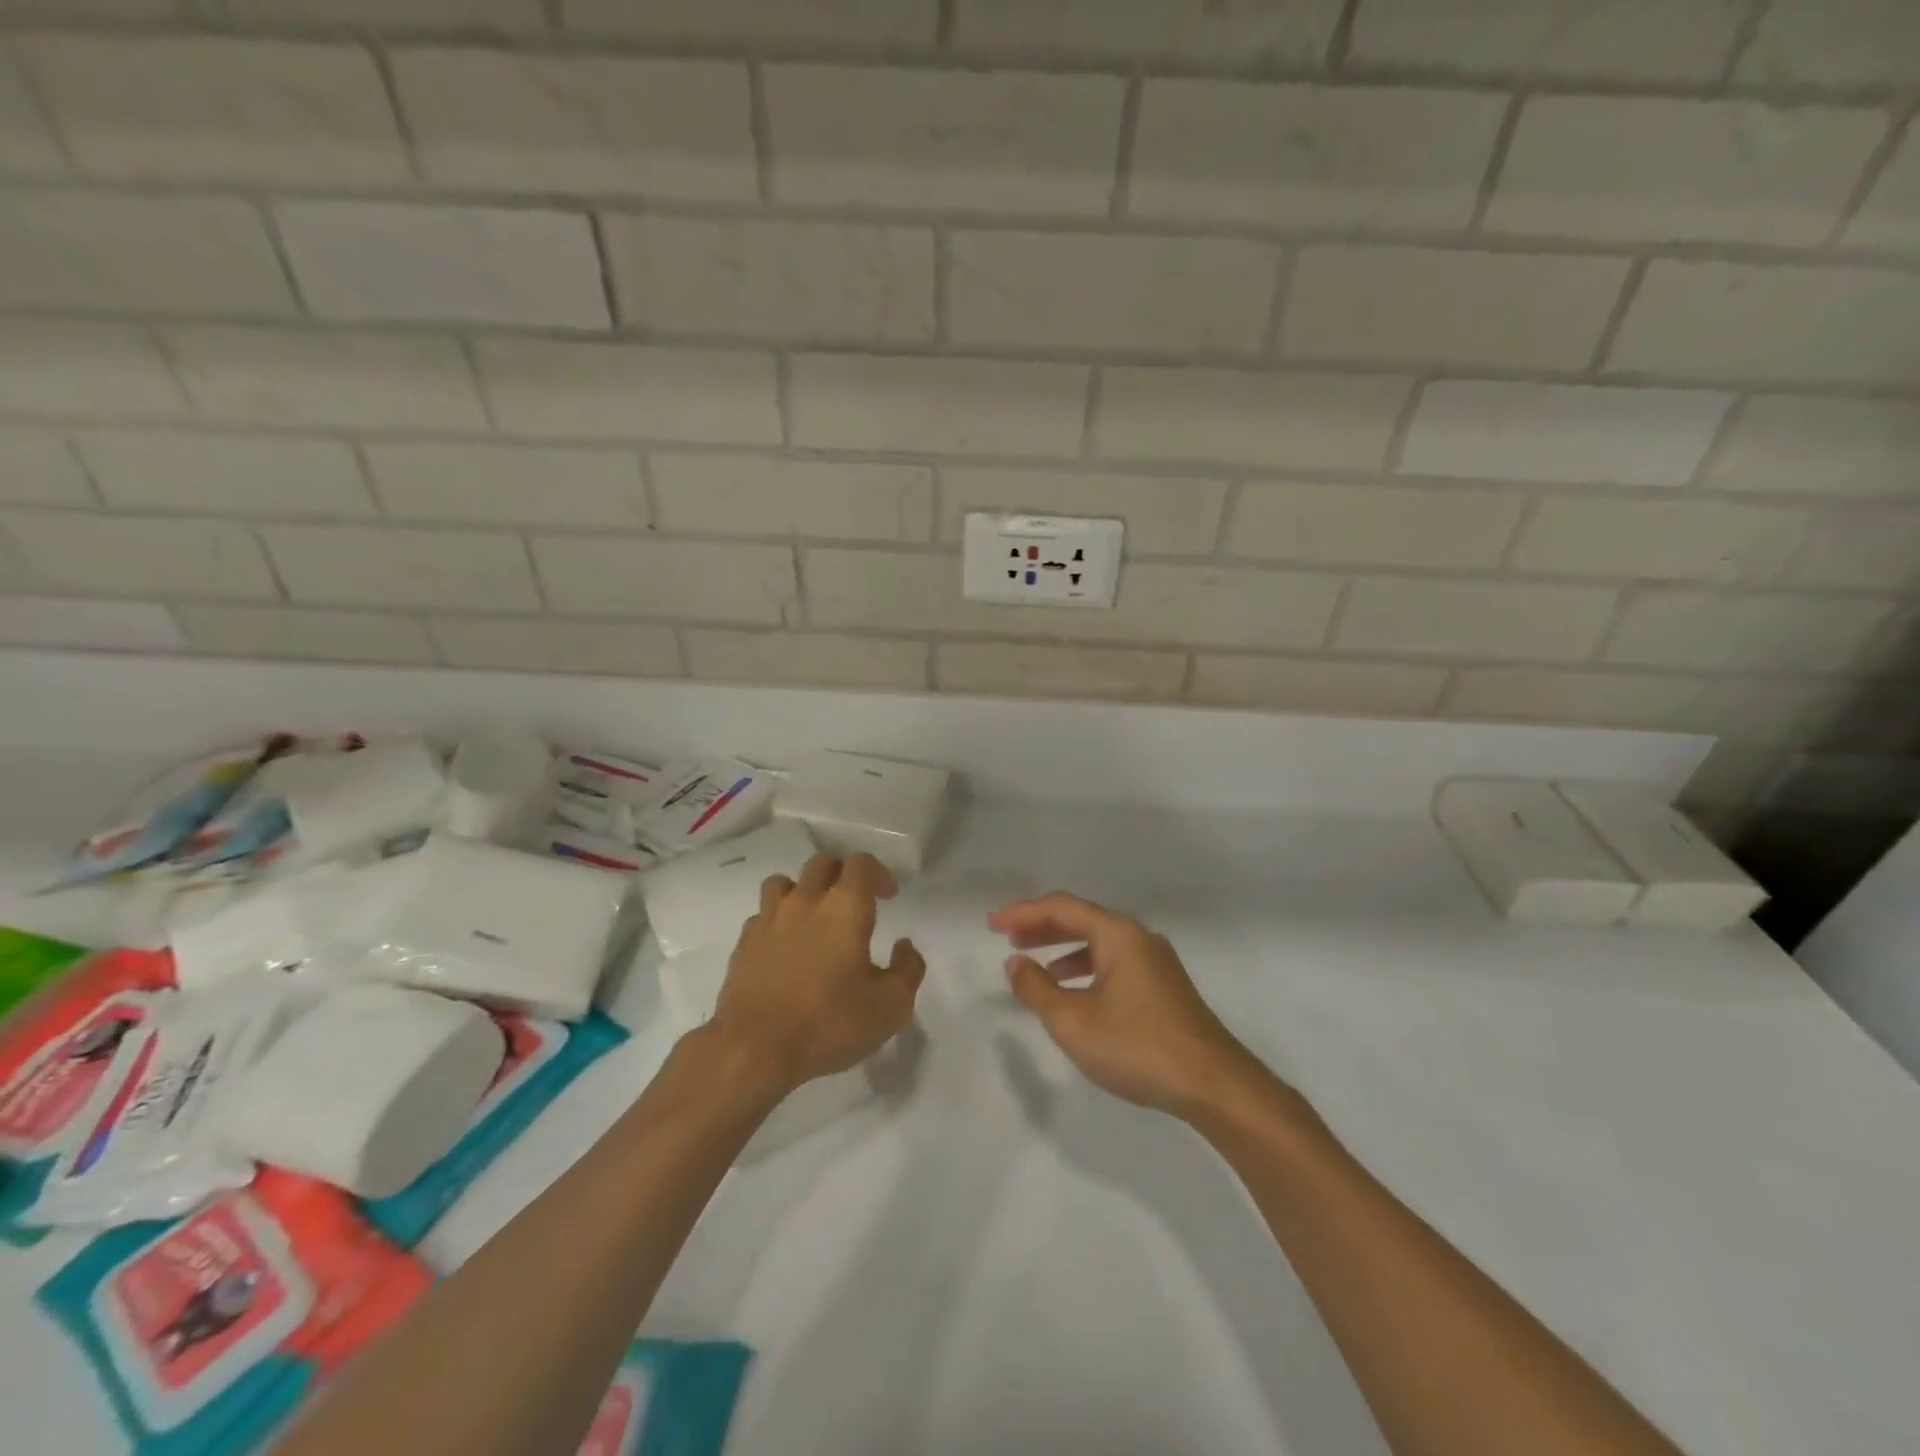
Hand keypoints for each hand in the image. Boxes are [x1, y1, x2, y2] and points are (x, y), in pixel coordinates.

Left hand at [710, 852, 925, 1093]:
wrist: (753, 1049)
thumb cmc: (829, 1023)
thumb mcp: (890, 1006)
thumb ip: (907, 969)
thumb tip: (904, 946)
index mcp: (845, 907)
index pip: (861, 864)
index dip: (879, 873)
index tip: (888, 896)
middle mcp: (805, 901)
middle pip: (823, 863)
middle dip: (843, 875)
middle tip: (855, 902)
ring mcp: (769, 919)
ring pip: (786, 882)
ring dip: (805, 891)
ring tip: (814, 916)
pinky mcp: (744, 942)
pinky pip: (763, 915)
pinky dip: (778, 920)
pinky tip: (785, 946)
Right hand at [991, 892, 1258, 1118]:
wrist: (1213, 1084)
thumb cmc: (1137, 1047)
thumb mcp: (1074, 1022)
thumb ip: (1038, 989)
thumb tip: (1015, 964)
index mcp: (1118, 934)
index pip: (1062, 908)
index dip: (1023, 912)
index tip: (992, 923)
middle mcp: (1138, 937)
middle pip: (1081, 918)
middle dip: (1041, 926)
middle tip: (1007, 936)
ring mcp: (1155, 961)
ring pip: (1098, 941)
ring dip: (1062, 947)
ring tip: (1032, 963)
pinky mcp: (1163, 985)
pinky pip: (1113, 960)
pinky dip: (1085, 966)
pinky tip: (1072, 990)